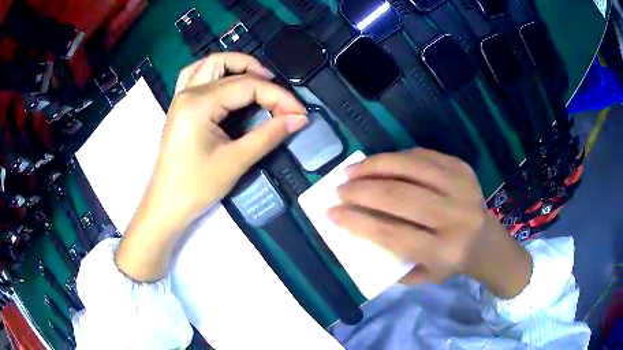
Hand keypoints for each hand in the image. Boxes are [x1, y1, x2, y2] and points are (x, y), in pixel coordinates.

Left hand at [115, 53, 307, 281]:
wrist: (167, 205)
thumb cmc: (196, 187)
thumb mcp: (235, 161)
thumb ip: (269, 135)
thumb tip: (299, 119)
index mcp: (199, 103)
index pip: (247, 87)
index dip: (278, 96)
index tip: (300, 112)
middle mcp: (188, 92)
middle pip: (228, 67)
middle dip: (258, 74)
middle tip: (278, 93)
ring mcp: (181, 97)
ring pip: (209, 64)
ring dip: (235, 65)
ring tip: (257, 79)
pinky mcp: (180, 106)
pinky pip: (196, 75)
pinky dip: (215, 72)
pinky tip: (226, 81)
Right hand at [328, 149, 532, 298]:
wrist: (486, 242)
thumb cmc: (450, 263)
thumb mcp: (421, 276)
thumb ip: (391, 261)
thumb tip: (357, 231)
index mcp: (443, 250)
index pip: (392, 234)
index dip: (357, 222)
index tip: (331, 214)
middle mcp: (455, 217)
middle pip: (399, 197)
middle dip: (361, 191)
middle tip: (339, 189)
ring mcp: (461, 187)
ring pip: (410, 168)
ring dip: (374, 166)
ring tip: (352, 170)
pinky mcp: (462, 168)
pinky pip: (422, 155)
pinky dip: (395, 157)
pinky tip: (379, 163)